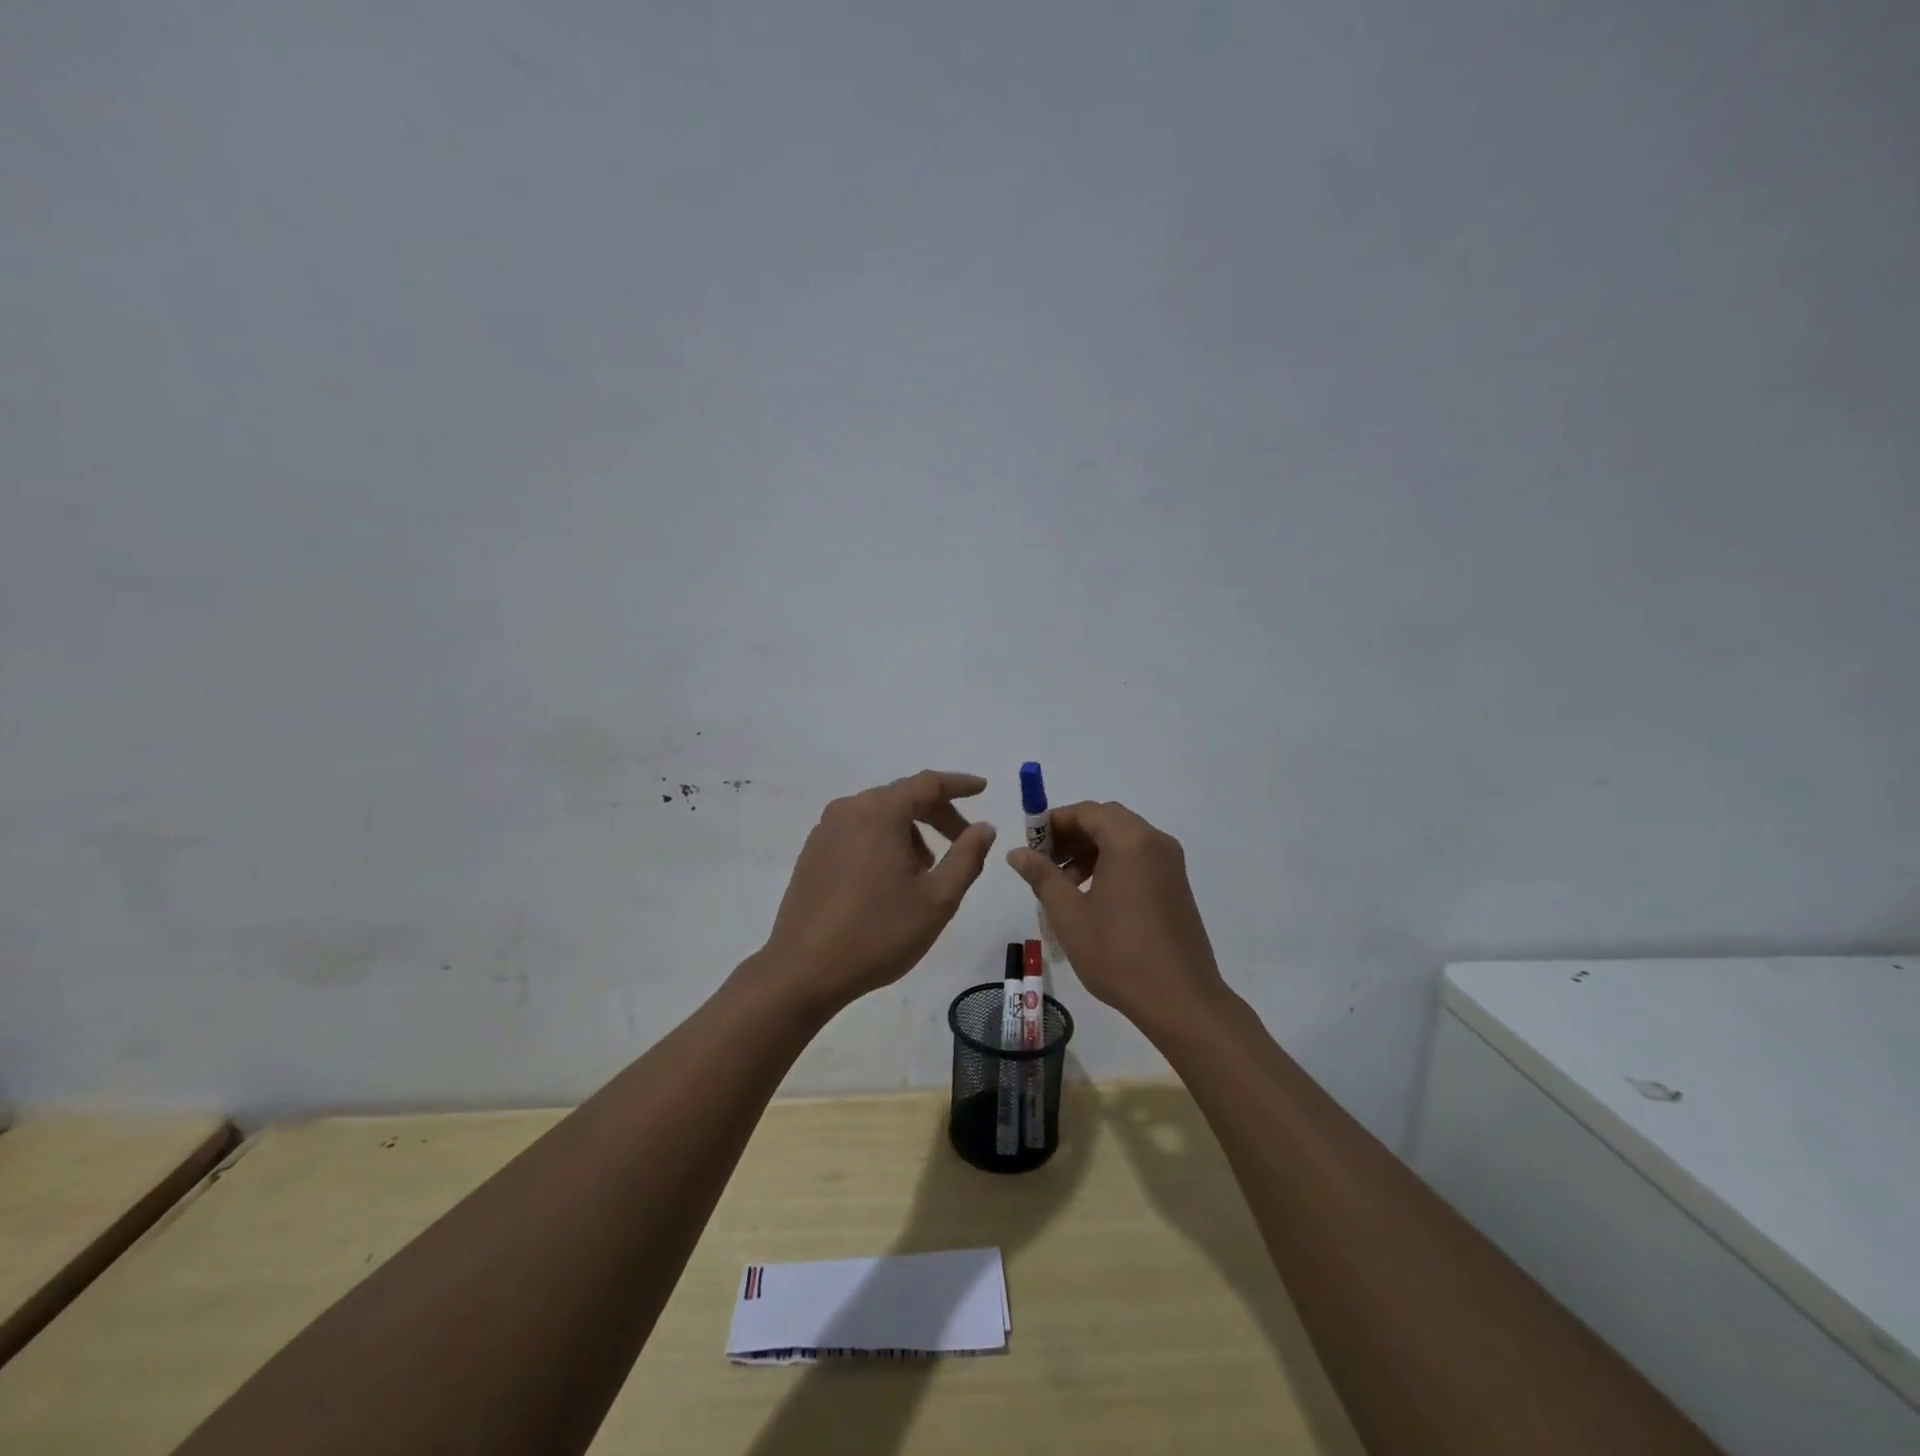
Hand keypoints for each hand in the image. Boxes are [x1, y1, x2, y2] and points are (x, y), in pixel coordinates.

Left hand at [758, 771, 996, 1013]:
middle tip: (964, 841)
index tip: (983, 788)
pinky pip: (858, 832)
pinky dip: (883, 842)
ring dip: (910, 831)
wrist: (804, 971)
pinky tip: (891, 879)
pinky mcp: (812, 853)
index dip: (959, 785)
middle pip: (903, 797)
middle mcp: (849, 810)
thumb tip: (984, 827)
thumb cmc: (878, 932)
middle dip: (938, 814)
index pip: (928, 783)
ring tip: (927, 871)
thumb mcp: (937, 899)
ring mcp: (825, 831)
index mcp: (880, 812)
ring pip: (880, 816)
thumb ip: (967, 857)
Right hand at [1006, 800, 1225, 1029]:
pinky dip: (1112, 863)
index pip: (1087, 811)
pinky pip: (1139, 857)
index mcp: (1130, 842)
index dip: (1054, 822)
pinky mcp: (1176, 884)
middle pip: (1106, 820)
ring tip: (1066, 886)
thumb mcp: (1070, 915)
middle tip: (1045, 863)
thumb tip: (1018, 852)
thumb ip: (1042, 876)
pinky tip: (1094, 897)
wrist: (1181, 1000)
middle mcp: (1155, 842)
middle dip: (1072, 835)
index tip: (1031, 845)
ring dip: (1091, 850)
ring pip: (1123, 839)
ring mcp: (1171, 864)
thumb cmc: (1119, 954)